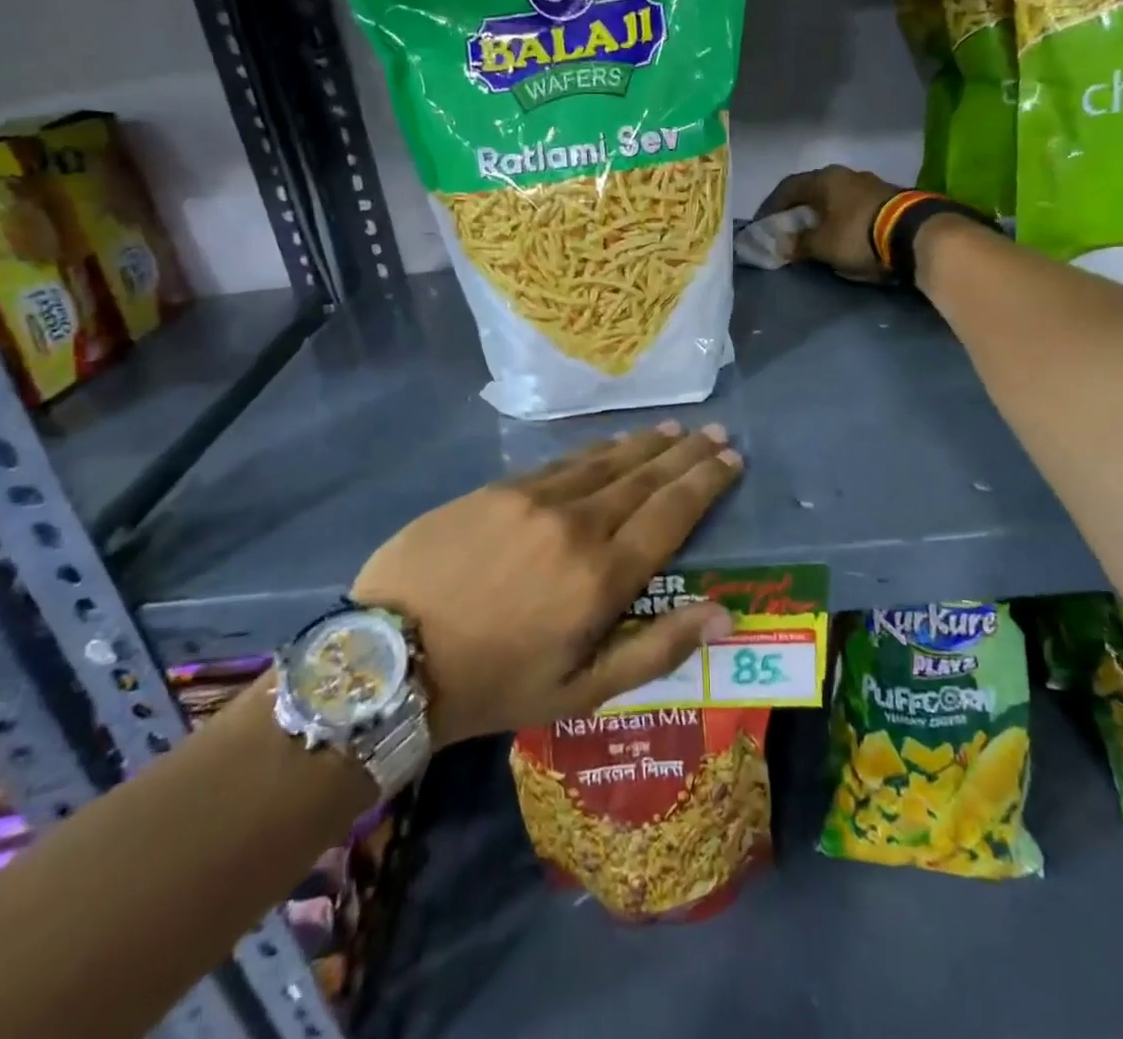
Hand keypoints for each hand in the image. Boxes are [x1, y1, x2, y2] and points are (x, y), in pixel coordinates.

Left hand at [351, 423, 742, 745]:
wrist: (392, 655)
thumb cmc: (493, 684)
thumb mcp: (580, 692)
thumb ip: (656, 650)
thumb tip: (724, 615)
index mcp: (602, 576)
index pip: (671, 513)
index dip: (705, 483)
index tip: (730, 459)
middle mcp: (577, 523)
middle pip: (644, 477)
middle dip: (685, 454)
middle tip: (715, 432)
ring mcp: (534, 498)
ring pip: (604, 461)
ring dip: (644, 444)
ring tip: (673, 430)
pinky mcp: (498, 488)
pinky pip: (561, 462)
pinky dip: (595, 451)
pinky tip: (610, 444)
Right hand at [756, 165, 903, 282]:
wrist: (915, 233)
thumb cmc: (858, 235)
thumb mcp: (822, 245)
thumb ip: (799, 243)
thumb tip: (782, 245)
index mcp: (824, 179)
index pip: (788, 188)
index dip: (771, 206)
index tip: (763, 224)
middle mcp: (845, 174)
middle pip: (812, 190)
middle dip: (797, 210)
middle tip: (787, 228)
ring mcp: (869, 183)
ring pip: (835, 197)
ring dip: (821, 214)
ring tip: (814, 233)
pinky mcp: (888, 197)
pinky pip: (853, 206)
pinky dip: (841, 218)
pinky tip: (841, 233)